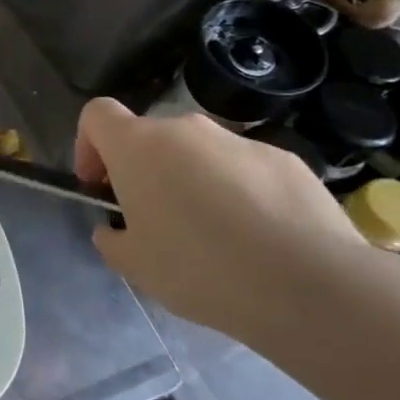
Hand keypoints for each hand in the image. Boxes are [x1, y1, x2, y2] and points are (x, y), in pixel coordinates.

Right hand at [74, 98, 366, 341]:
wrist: (310, 284)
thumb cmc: (200, 269)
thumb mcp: (135, 265)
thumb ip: (113, 238)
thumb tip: (116, 229)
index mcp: (138, 146)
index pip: (97, 114)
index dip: (89, 145)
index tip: (100, 186)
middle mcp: (185, 130)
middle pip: (150, 137)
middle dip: (145, 171)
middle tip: (157, 222)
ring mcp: (239, 141)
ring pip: (200, 154)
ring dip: (193, 182)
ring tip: (215, 237)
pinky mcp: (286, 159)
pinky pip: (246, 170)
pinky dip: (241, 194)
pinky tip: (259, 239)